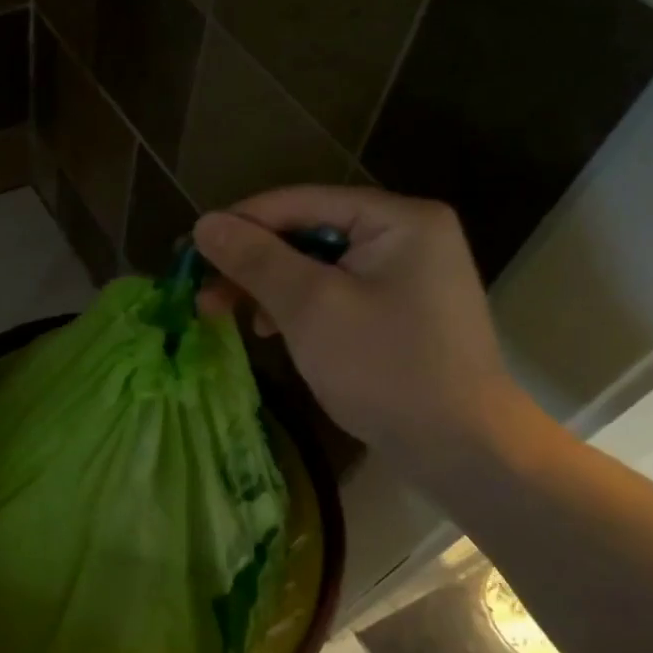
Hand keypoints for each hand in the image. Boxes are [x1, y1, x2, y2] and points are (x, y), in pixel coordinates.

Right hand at [194, 186, 525, 467]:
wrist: (461, 449)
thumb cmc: (386, 368)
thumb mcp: (311, 307)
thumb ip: (256, 260)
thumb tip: (204, 223)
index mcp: (397, 219)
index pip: (300, 203)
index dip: (240, 224)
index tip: (190, 251)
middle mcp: (406, 235)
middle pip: (307, 233)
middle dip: (252, 263)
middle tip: (203, 292)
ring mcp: (405, 275)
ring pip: (316, 266)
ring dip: (268, 287)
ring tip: (226, 314)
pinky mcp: (398, 312)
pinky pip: (334, 294)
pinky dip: (297, 308)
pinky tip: (271, 330)